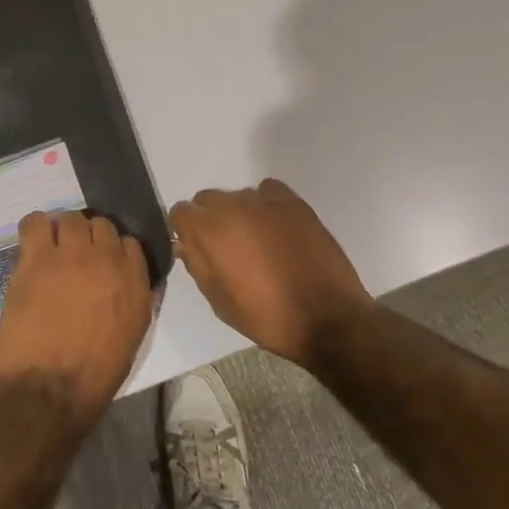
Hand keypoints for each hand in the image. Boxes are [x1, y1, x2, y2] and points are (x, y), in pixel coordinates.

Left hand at [0, 210, 153, 426]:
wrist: (48, 392)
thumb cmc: (92, 377)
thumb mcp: (132, 339)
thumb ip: (136, 301)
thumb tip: (133, 281)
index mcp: (135, 283)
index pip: (129, 244)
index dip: (113, 251)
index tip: (101, 263)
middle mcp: (108, 260)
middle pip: (101, 225)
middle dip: (90, 238)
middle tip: (75, 258)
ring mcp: (71, 255)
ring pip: (71, 219)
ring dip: (64, 232)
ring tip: (52, 251)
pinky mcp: (37, 258)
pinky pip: (35, 223)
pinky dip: (35, 228)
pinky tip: (32, 245)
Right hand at [169, 180, 374, 367]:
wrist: (328, 318)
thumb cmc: (268, 317)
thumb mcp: (221, 303)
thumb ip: (198, 266)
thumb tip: (186, 244)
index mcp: (210, 231)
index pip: (181, 212)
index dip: (185, 230)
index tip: (196, 249)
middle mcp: (233, 206)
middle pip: (207, 199)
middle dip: (210, 219)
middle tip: (227, 249)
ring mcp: (265, 200)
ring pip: (237, 196)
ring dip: (239, 214)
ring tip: (257, 242)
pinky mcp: (293, 201)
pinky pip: (267, 191)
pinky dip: (265, 205)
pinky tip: (276, 228)